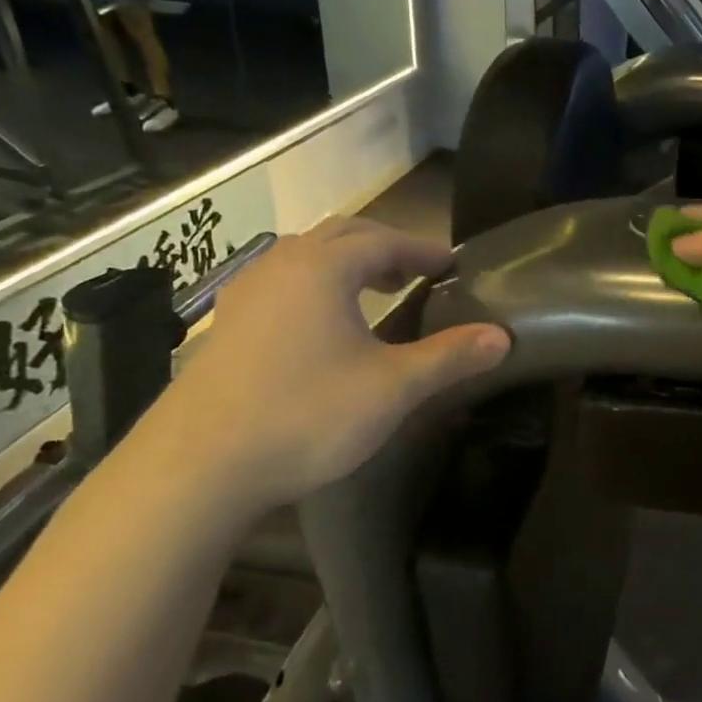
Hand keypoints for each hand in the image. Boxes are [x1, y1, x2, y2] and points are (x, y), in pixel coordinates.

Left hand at [160, 219, 509, 509]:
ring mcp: (244, 295)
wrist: (198, 465)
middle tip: (418, 272)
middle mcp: (279, 267)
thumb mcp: (393, 388)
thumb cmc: (306, 415)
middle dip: (385, 247)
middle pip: (341, 236)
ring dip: (347, 264)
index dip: (424, 250)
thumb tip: (503, 337)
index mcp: (322, 269)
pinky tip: (322, 326)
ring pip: (305, 258)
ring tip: (376, 293)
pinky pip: (281, 284)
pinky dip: (316, 287)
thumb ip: (450, 357)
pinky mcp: (225, 326)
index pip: (384, 240)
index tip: (453, 265)